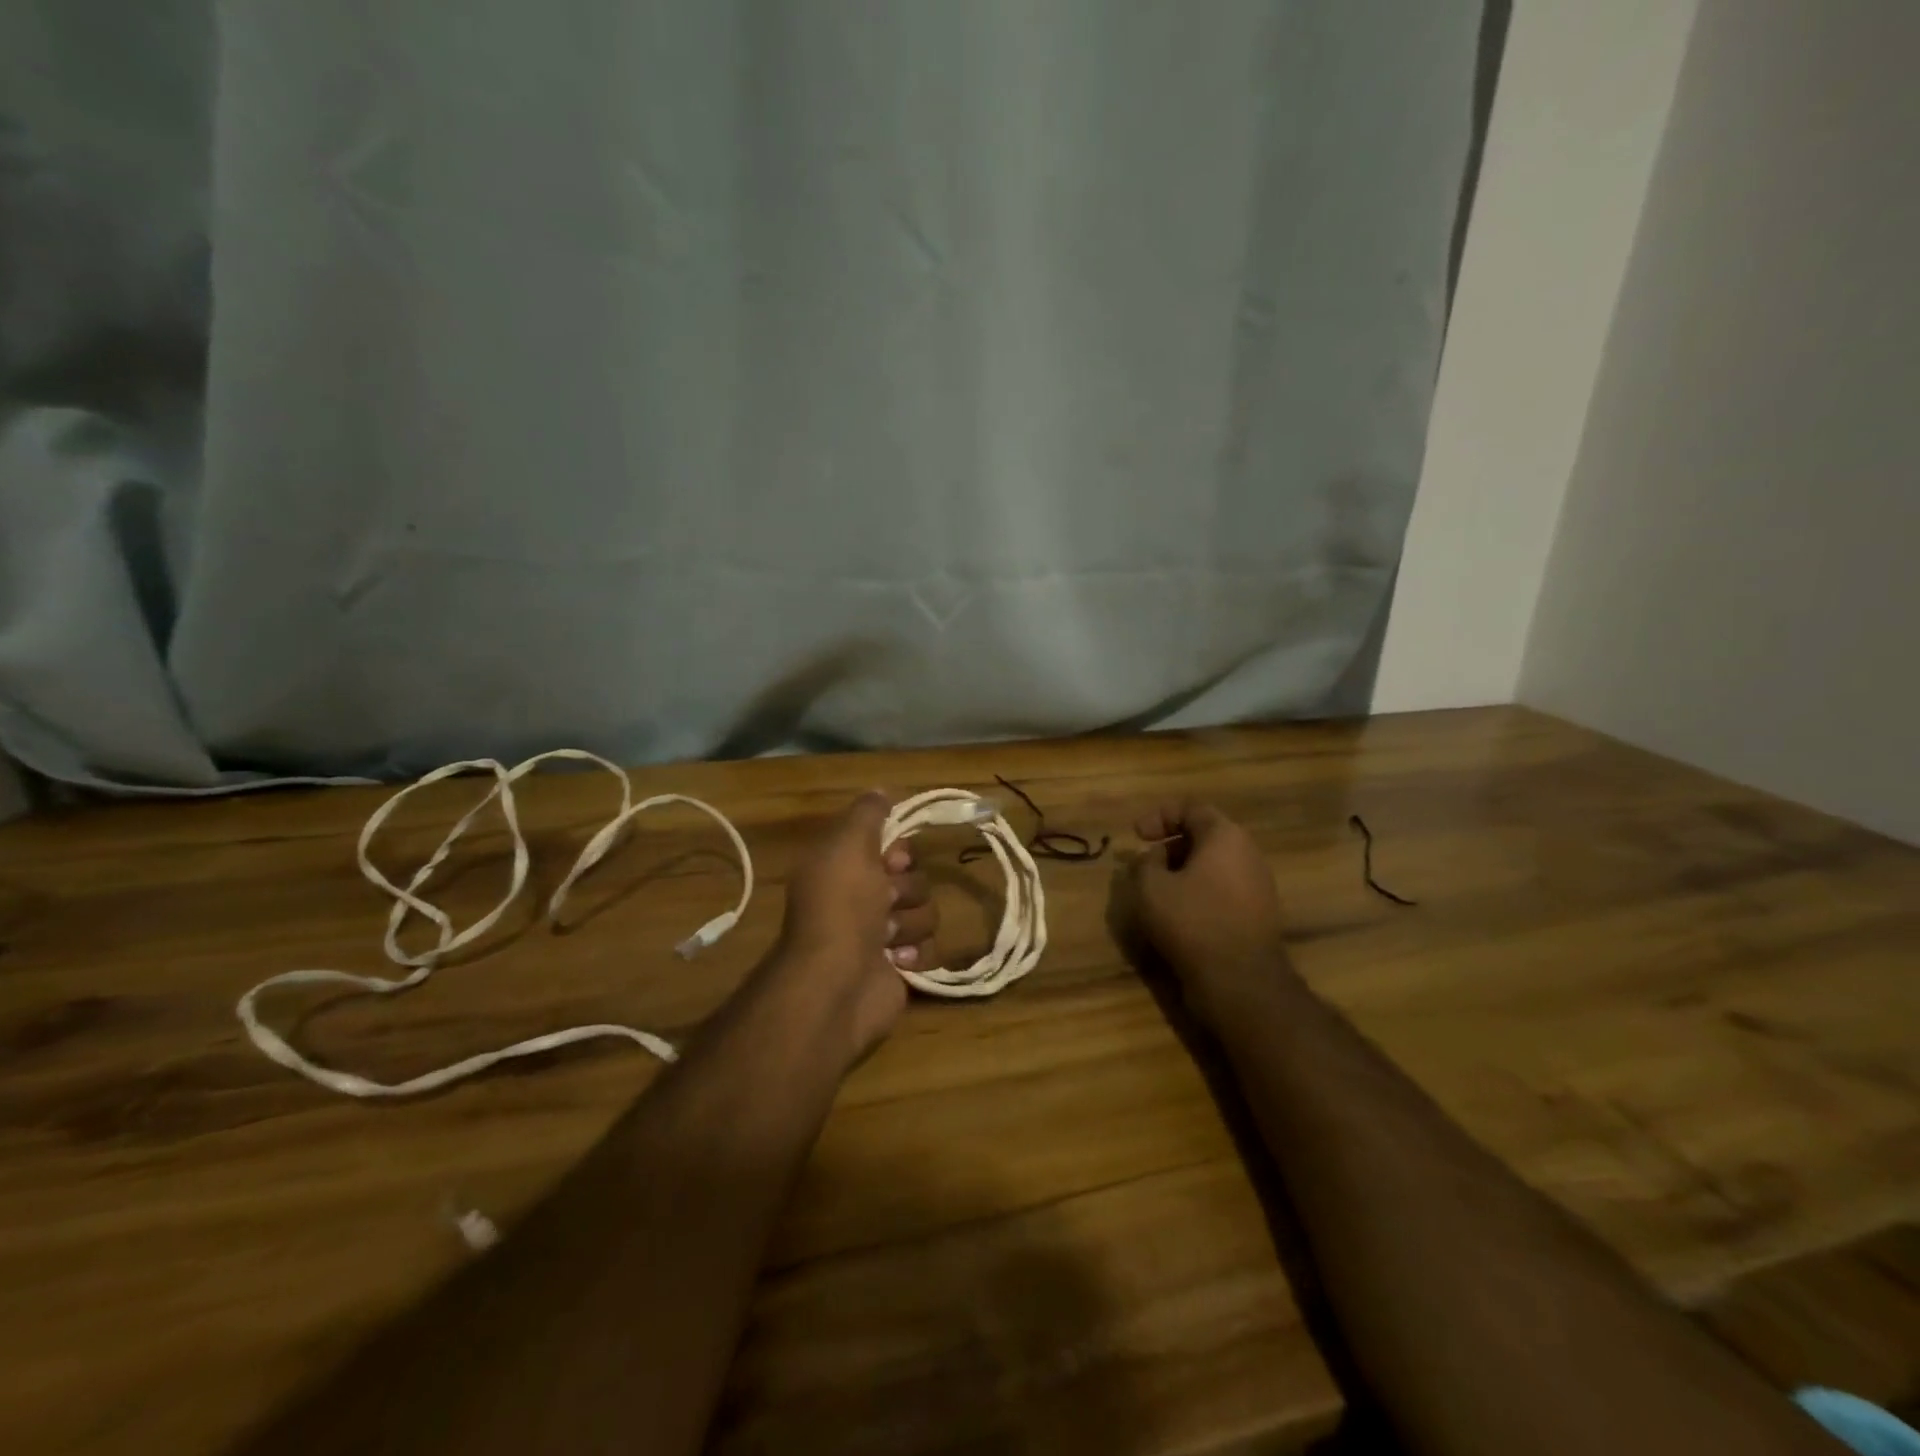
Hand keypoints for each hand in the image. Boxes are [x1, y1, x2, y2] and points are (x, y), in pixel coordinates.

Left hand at [771, 792, 935, 1059]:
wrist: (838, 982)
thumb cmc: (842, 906)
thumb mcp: (848, 844)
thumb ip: (867, 813)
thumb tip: (881, 790)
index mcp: (845, 869)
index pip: (890, 846)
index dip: (898, 851)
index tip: (893, 859)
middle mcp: (861, 900)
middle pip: (913, 878)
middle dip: (906, 889)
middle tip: (886, 901)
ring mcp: (881, 938)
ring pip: (925, 913)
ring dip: (910, 923)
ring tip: (886, 938)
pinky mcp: (899, 970)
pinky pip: (929, 949)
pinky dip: (916, 954)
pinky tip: (896, 962)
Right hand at [1129, 800, 1292, 1026]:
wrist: (1240, 981)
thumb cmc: (1192, 921)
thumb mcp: (1150, 887)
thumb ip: (1143, 863)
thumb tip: (1150, 859)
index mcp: (1225, 836)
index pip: (1192, 809)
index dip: (1159, 816)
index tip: (1136, 834)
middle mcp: (1247, 854)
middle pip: (1204, 836)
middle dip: (1170, 846)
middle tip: (1144, 863)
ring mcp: (1257, 886)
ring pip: (1213, 866)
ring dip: (1182, 872)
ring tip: (1156, 891)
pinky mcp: (1257, 915)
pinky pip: (1222, 891)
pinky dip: (1197, 893)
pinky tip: (1177, 914)